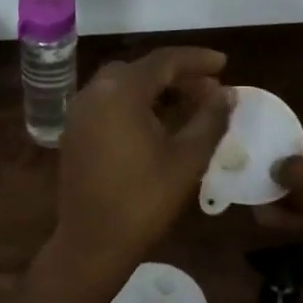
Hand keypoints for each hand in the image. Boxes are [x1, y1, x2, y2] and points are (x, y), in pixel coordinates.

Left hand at [53, 46, 231, 273]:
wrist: (93, 243)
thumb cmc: (144, 200)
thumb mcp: (187, 159)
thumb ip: (210, 119)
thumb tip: (227, 94)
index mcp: (120, 92)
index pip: (164, 61)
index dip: (197, 60)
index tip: (225, 64)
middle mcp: (94, 93)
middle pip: (141, 70)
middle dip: (178, 75)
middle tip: (209, 89)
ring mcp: (79, 113)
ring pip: (122, 86)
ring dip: (156, 89)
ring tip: (189, 105)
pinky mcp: (74, 133)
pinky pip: (108, 104)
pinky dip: (135, 104)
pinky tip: (157, 123)